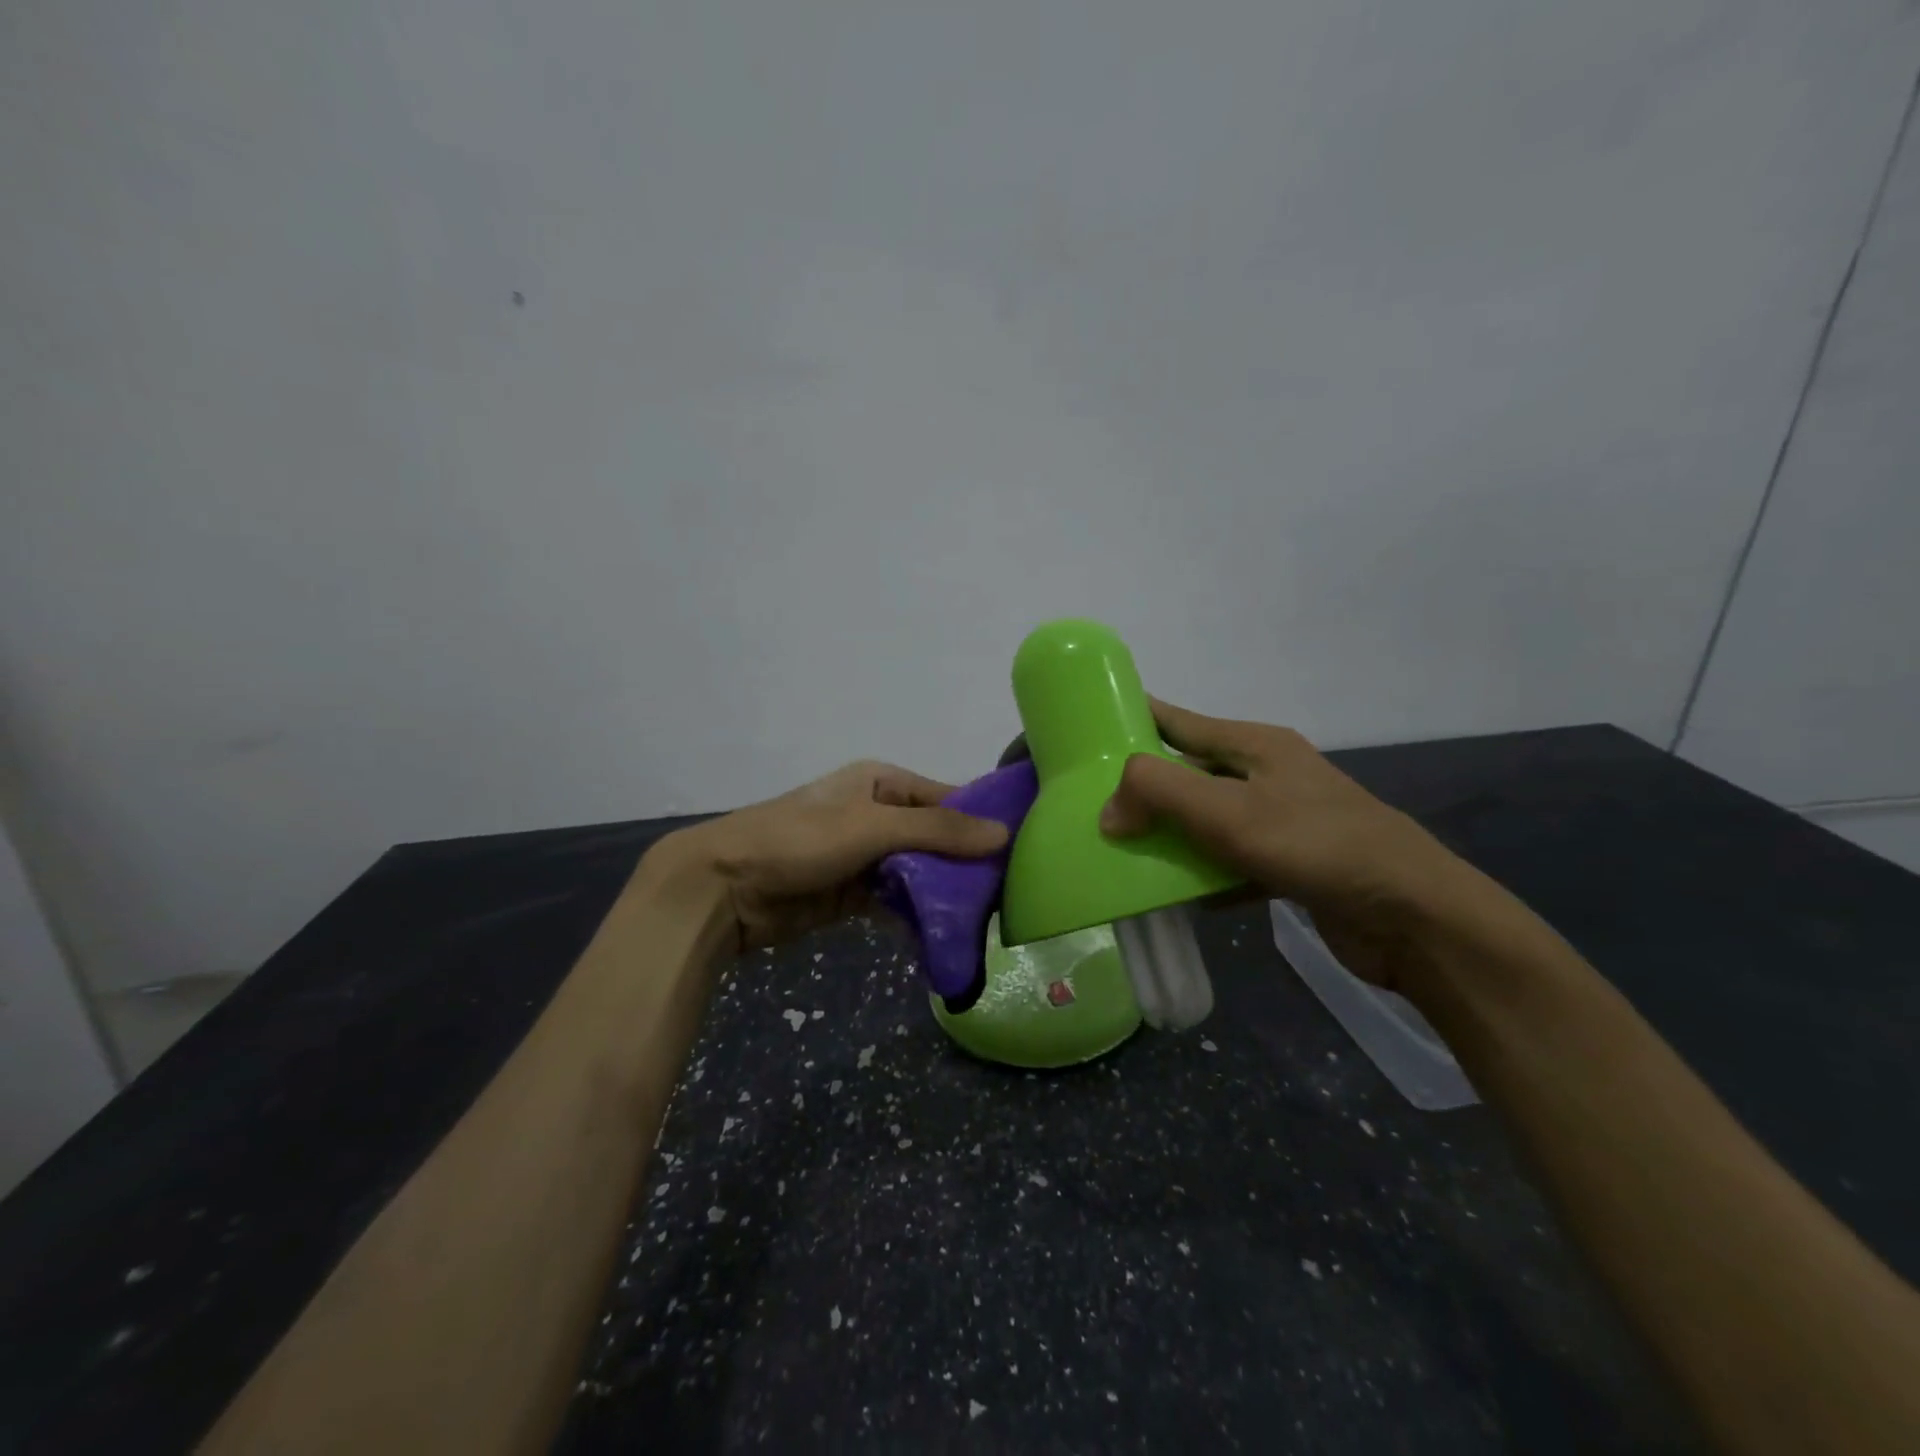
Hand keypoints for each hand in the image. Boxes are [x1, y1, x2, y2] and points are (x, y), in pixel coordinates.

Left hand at [653, 760, 1008, 951]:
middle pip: (936, 839)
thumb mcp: (872, 826)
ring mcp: (865, 856)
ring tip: (988, 921)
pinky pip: (896, 902)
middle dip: (966, 865)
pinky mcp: (852, 894)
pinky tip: (945, 936)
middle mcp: (878, 814)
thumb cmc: (800, 840)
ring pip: (919, 873)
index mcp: (883, 783)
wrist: (724, 888)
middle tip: (1011, 896)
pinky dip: (916, 916)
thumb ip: (938, 830)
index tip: (1024, 850)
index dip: (982, 822)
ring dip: (944, 894)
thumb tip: (1004, 833)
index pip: (948, 798)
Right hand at [1100, 698, 1478, 989]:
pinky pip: (1230, 862)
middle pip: (1189, 773)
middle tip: (1092, 805)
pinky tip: (1177, 896)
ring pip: (1206, 821)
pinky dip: (1203, 875)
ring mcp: (1281, 820)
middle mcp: (1266, 775)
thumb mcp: (1227, 810)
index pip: (1179, 721)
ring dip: (1169, 837)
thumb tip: (1107, 811)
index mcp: (1254, 745)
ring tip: (1122, 852)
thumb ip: (1157, 794)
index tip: (1088, 729)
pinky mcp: (1289, 864)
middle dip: (1143, 789)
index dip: (1135, 718)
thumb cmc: (1315, 844)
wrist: (1412, 916)